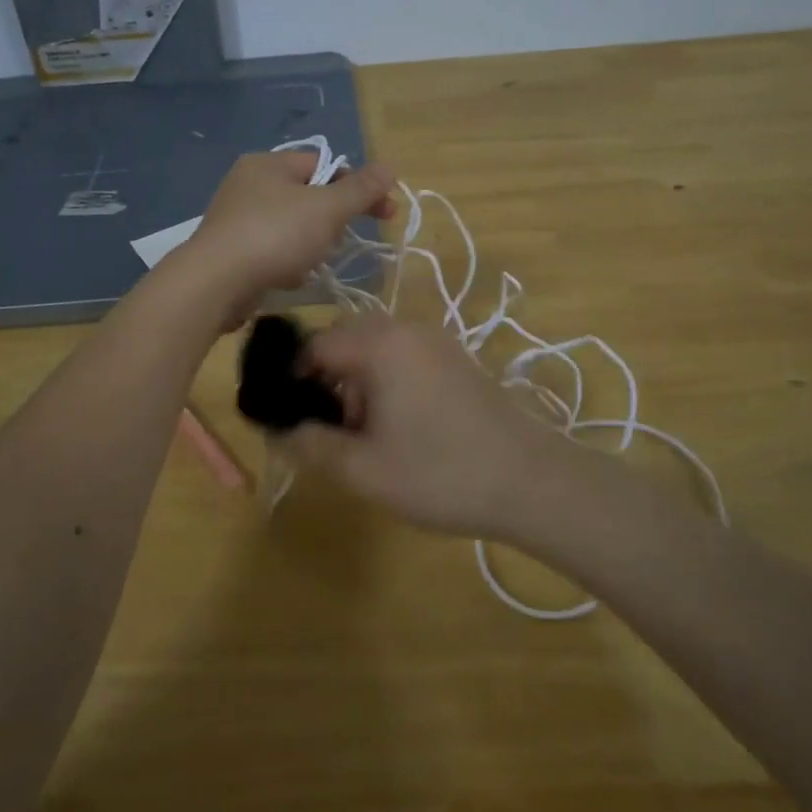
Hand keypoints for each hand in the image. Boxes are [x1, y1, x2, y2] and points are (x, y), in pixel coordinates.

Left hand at [180, 151, 395, 322]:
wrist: (215, 284)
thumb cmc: (274, 236)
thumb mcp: (327, 208)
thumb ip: (361, 189)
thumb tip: (389, 167)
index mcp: (269, 163)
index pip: (325, 165)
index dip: (358, 187)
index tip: (385, 213)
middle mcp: (248, 184)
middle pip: (309, 197)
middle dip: (332, 222)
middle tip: (339, 242)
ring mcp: (235, 218)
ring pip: (292, 227)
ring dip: (310, 246)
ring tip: (311, 264)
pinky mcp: (230, 251)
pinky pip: (272, 250)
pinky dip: (286, 263)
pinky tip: (289, 278)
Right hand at [286, 315, 576, 540]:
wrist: (531, 481)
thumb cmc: (440, 473)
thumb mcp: (363, 469)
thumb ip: (312, 445)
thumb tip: (279, 430)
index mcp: (380, 344)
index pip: (316, 344)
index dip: (292, 377)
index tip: (286, 413)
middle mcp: (407, 330)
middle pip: (347, 338)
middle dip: (327, 378)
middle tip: (328, 425)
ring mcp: (437, 342)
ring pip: (376, 347)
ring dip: (358, 381)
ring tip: (363, 433)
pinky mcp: (457, 359)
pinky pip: (405, 356)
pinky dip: (387, 380)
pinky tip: (398, 426)